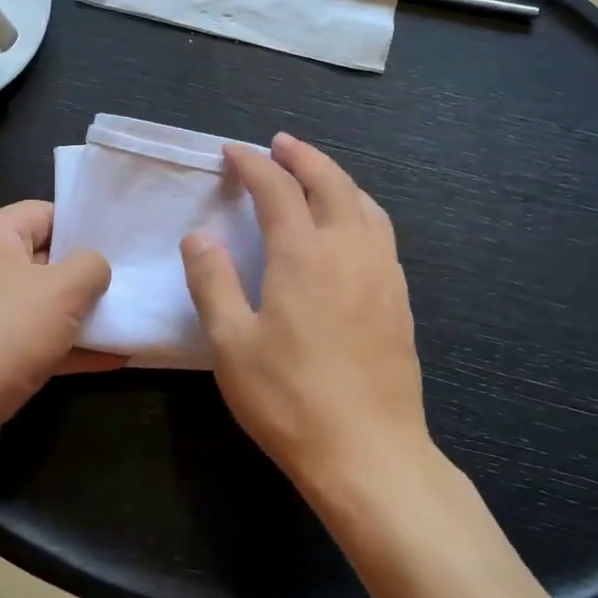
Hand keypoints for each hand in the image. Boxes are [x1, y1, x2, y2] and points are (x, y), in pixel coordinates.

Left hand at [0, 200, 118, 477]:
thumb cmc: (0, 335)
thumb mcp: (62, 291)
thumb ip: (90, 267)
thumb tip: (93, 267)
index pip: (43, 213)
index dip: (84, 226)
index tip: (121, 245)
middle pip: (41, 260)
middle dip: (85, 276)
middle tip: (129, 286)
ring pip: (36, 306)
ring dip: (79, 318)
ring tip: (127, 324)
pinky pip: (27, 342)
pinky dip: (62, 349)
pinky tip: (108, 361)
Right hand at [181, 135, 430, 500]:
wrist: (370, 453)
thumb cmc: (290, 400)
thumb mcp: (231, 344)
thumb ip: (213, 282)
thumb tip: (199, 236)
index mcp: (304, 255)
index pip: (277, 189)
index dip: (252, 164)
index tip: (232, 153)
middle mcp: (349, 250)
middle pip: (330, 182)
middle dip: (302, 156)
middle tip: (279, 144)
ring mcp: (382, 273)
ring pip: (364, 202)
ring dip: (336, 177)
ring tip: (314, 173)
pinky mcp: (399, 298)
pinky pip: (381, 231)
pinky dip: (360, 207)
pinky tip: (350, 224)